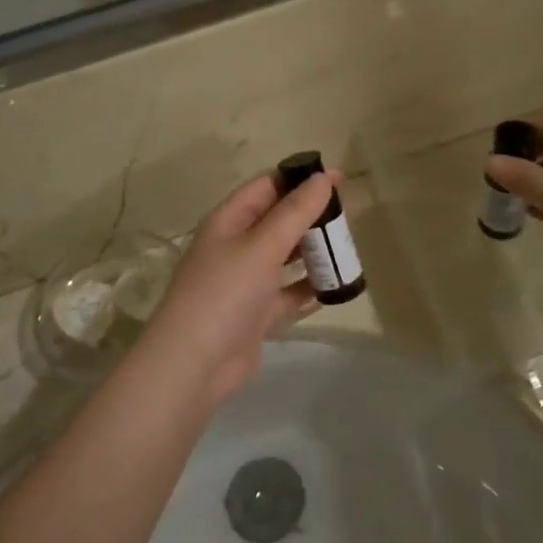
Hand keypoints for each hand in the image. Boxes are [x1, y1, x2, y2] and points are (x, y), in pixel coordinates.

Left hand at [131, 169, 336, 405]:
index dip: (299, 179)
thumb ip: (295, 212)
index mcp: (228, 222)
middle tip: (347, 217)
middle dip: (310, 216)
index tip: (338, 179)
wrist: (195, 364)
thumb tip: (325, 177)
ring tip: (347, 248)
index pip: (266, 187)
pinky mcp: (256, 313)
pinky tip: (336, 286)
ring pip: (285, 257)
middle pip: (277, 221)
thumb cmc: (225, 293)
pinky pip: (288, 293)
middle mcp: (236, 247)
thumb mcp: (262, 246)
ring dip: (312, 252)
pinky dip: (308, 288)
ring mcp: (245, 282)